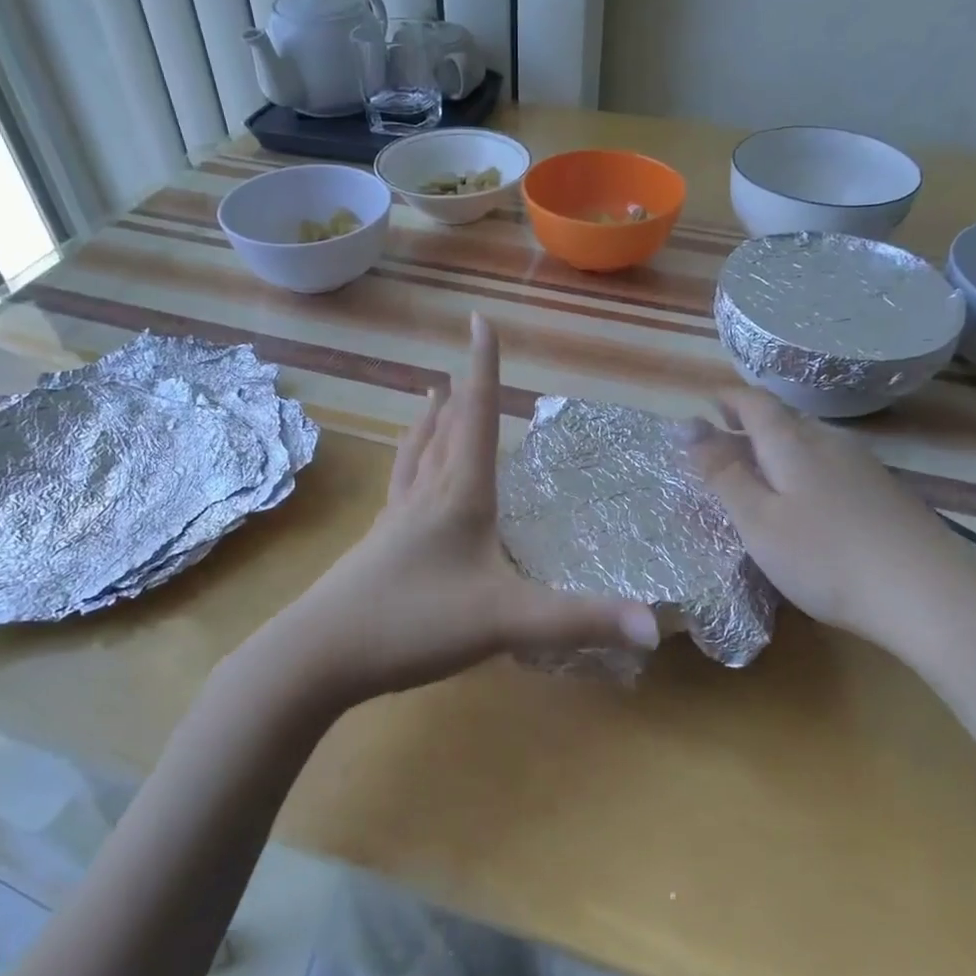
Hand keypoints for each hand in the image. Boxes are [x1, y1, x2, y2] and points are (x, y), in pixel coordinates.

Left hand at [276, 314, 657, 708]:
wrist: (320, 655)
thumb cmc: (415, 622)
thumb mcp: (506, 621)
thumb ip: (579, 619)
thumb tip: (655, 624)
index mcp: (459, 496)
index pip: (479, 418)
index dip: (484, 368)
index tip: (479, 320)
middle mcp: (426, 496)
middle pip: (447, 432)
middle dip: (463, 395)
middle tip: (466, 365)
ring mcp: (396, 520)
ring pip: (417, 457)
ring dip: (430, 424)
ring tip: (430, 398)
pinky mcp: (378, 546)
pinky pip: (400, 488)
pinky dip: (410, 465)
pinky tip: (405, 482)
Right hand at [679, 391, 975, 656]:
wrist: (928, 594)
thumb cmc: (825, 557)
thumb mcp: (758, 520)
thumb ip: (722, 472)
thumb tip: (686, 425)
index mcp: (792, 443)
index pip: (755, 402)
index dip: (728, 399)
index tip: (705, 406)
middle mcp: (830, 442)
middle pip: (784, 419)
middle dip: (749, 425)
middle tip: (721, 448)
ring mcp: (863, 466)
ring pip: (810, 442)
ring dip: (777, 449)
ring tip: (757, 476)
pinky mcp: (885, 492)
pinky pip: (831, 465)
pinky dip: (804, 471)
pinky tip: (805, 504)